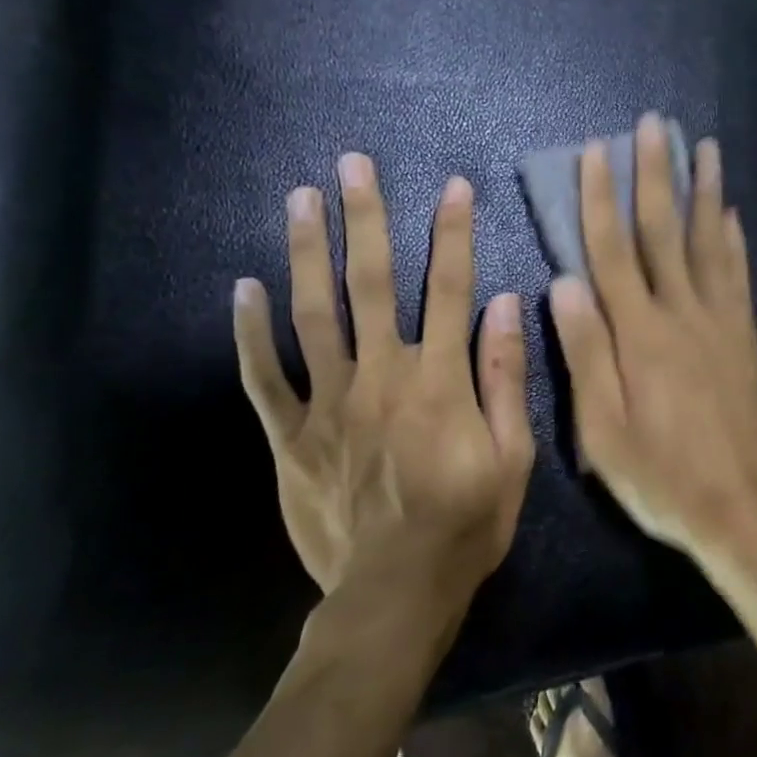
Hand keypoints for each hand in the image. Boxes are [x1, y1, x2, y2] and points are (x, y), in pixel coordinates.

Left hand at [233, 153, 534, 610]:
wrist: (396, 591)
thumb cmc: (468, 522)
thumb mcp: (513, 455)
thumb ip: (504, 377)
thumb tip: (505, 305)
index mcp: (439, 380)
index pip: (450, 289)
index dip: (453, 234)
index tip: (453, 187)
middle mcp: (382, 376)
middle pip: (372, 284)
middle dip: (366, 219)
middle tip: (352, 164)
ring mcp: (329, 404)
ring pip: (314, 315)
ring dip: (308, 252)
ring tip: (301, 198)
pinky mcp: (291, 437)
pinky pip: (265, 377)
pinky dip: (251, 332)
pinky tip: (243, 288)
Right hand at [548, 114, 756, 558]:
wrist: (740, 507)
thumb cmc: (661, 476)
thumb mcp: (603, 430)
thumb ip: (586, 352)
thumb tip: (564, 282)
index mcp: (641, 335)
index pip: (612, 252)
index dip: (601, 200)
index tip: (596, 152)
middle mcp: (683, 315)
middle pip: (665, 233)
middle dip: (656, 175)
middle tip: (654, 124)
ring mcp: (722, 323)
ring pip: (710, 243)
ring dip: (704, 192)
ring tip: (705, 147)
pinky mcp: (747, 338)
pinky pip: (739, 277)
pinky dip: (734, 240)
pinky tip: (732, 214)